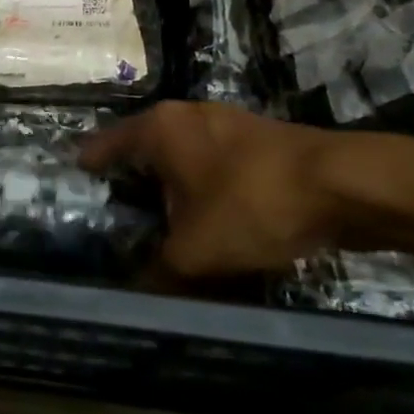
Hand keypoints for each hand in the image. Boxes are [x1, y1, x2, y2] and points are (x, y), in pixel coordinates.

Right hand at [79, 102, 348, 276]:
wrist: (343, 185)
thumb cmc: (252, 204)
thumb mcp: (196, 251)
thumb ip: (157, 273)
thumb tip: (131, 297)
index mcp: (158, 129)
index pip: (103, 146)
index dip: (85, 172)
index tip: (70, 195)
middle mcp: (185, 116)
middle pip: (142, 150)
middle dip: (128, 185)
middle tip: (112, 222)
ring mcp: (224, 124)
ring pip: (180, 158)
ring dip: (168, 189)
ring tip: (157, 226)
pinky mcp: (256, 140)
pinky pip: (212, 165)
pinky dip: (201, 189)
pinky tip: (205, 219)